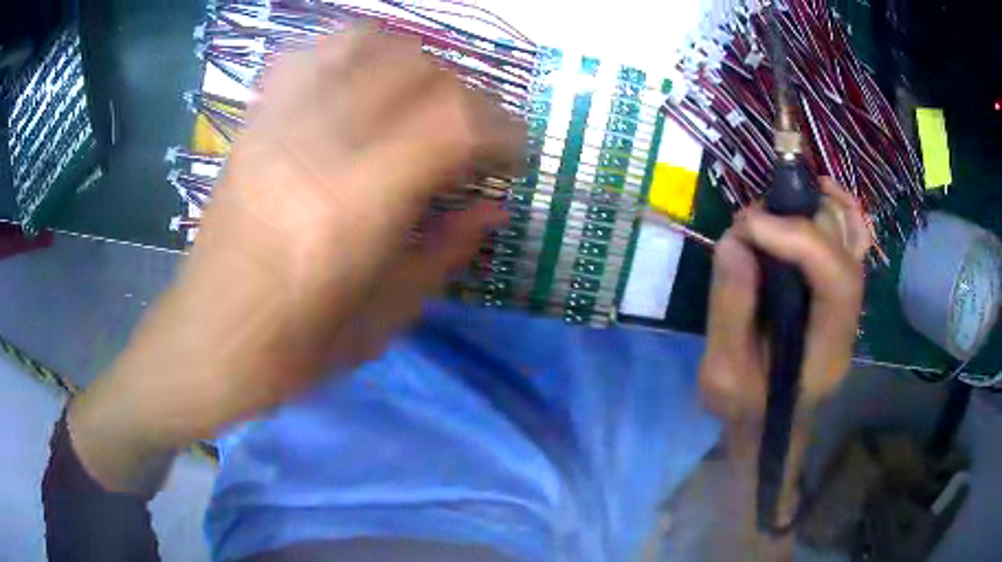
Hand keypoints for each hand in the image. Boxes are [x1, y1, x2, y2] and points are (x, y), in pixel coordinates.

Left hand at [68, 28, 522, 491]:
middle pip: (416, 71)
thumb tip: (495, 207)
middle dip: (466, 96)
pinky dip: (353, 51)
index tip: (514, 154)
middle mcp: (313, 147)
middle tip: (474, 135)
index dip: (501, 127)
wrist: (206, 343)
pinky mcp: (252, 125)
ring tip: (425, 100)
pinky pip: (309, 53)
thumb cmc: (295, 352)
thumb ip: (446, 251)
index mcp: (352, 210)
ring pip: (366, 44)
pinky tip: (365, 80)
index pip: (452, 122)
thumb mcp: (385, 319)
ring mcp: (275, 126)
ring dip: (415, 64)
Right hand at [700, 178, 871, 425]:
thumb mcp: (723, 374)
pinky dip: (838, 208)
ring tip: (770, 210)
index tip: (749, 226)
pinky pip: (852, 238)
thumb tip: (736, 240)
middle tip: (750, 223)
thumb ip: (730, 311)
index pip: (836, 280)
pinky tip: (817, 193)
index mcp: (826, 350)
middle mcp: (848, 320)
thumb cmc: (746, 408)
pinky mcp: (837, 290)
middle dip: (798, 221)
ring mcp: (848, 302)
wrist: (769, 424)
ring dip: (815, 208)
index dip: (799, 240)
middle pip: (844, 249)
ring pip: (852, 236)